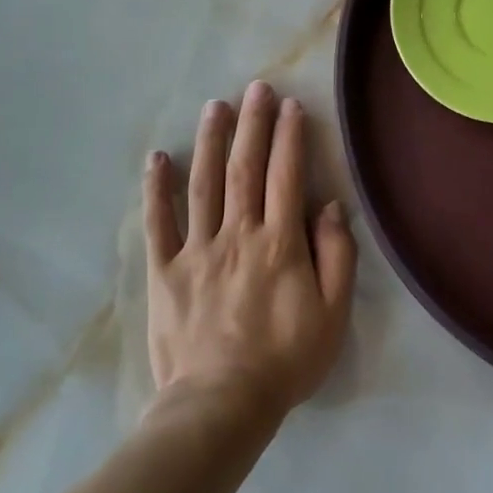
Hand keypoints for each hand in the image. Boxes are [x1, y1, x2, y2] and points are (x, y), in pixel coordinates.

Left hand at [143, 81, 356, 424]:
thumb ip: (336, 255)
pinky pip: (158, 223)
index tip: (290, 105)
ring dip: (210, 141)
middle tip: (255, 88)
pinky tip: (158, 158)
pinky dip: (157, 189)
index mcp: (280, 243)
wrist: (221, 405)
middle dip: (252, 125)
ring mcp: (197, 250)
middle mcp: (238, 234)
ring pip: (203, 184)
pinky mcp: (165, 272)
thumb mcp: (333, 313)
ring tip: (215, 107)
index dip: (289, 137)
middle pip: (245, 169)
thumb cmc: (286, 359)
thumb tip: (329, 206)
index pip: (286, 176)